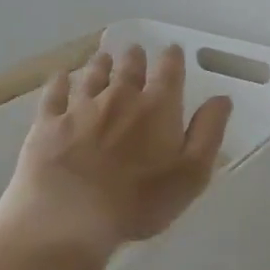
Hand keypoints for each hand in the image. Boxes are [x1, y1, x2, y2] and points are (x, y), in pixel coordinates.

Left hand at [0, 44, 232, 256]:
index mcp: (157, 107)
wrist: (67, 219)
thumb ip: (208, 132)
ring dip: (101, 64)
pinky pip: (54, 94)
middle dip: (135, 57)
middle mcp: (120, 97)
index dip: (172, 58)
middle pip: (129, 68)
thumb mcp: (191, 174)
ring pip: (93, 75)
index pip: (169, 71)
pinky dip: (60, 81)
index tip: (172, 49)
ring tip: (104, 56)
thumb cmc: (138, 201)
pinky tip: (61, 75)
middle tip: (135, 50)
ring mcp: (80, 108)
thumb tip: (222, 98)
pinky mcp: (47, 124)